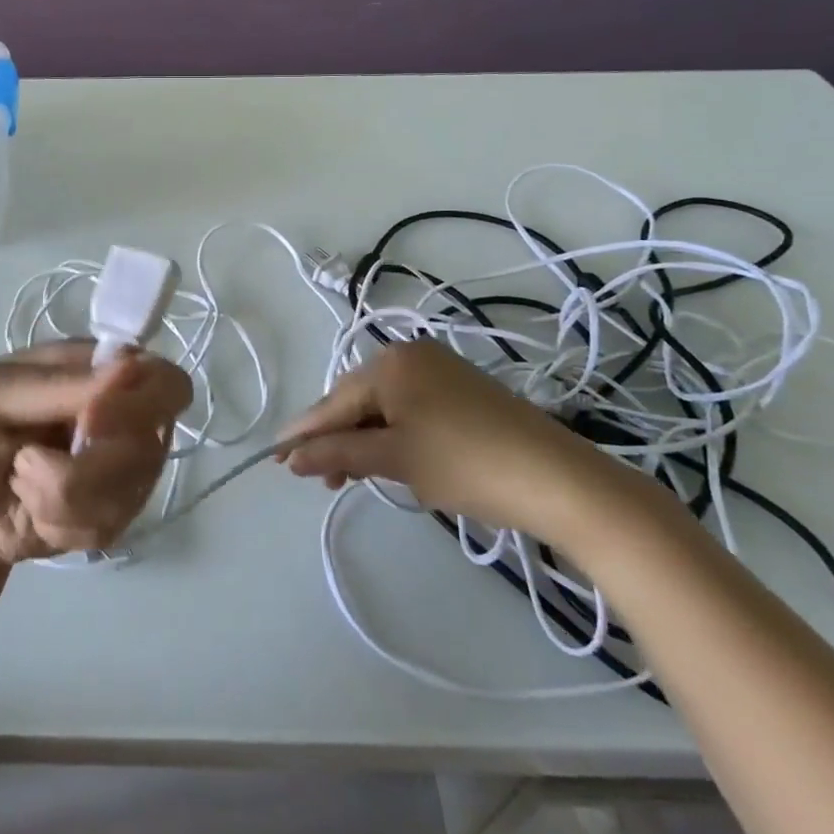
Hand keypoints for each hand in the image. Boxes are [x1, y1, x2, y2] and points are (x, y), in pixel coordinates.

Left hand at [0, 342, 191, 567]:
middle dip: (96, 462)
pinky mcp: (108, 513)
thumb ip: (56, 384)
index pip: (158, 376)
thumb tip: (130, 367)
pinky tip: (34, 514)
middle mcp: (116, 414)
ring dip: (66, 497)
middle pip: (156, 435)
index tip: (90, 423)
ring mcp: (116, 467)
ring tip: (22, 485)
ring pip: (134, 486)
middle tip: (35, 466)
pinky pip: (116, 524)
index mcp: (92, 369)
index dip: (138, 402)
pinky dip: (66, 525)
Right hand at [279, 339, 643, 545]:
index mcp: (391, 362)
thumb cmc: (466, 464)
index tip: (275, 458)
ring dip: (362, 439)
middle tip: (317, 477)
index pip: (334, 400)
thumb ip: (339, 454)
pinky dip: (392, 433)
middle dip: (335, 438)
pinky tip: (386, 458)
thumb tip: (290, 457)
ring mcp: (440, 370)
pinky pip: (409, 408)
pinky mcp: (462, 390)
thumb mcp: (396, 459)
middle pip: (356, 399)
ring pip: (383, 406)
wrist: (558, 479)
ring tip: (348, 477)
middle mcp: (411, 355)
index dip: (304, 432)